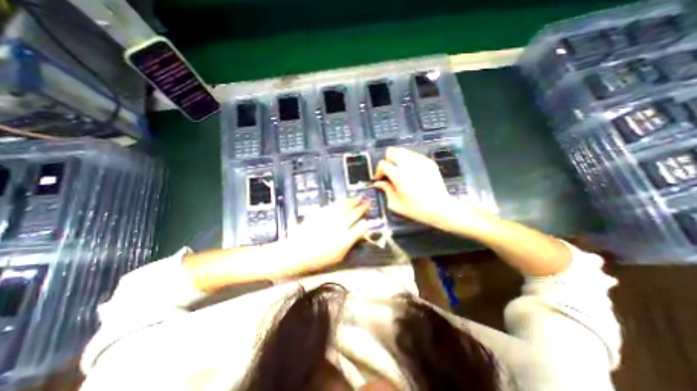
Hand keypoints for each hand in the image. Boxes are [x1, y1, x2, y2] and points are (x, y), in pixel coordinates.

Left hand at [286, 199, 369, 271]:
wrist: (296, 252)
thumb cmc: (318, 259)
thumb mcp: (338, 257)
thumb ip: (351, 245)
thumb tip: (360, 236)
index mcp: (345, 239)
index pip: (361, 227)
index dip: (366, 223)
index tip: (368, 220)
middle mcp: (340, 226)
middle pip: (355, 213)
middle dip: (363, 207)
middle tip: (368, 203)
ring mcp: (330, 218)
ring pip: (345, 206)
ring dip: (354, 201)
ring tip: (359, 197)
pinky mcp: (321, 213)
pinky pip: (334, 205)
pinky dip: (342, 201)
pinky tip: (345, 199)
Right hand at [373, 146, 455, 225]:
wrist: (440, 208)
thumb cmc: (415, 209)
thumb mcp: (395, 204)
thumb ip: (385, 190)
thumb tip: (378, 183)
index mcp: (398, 175)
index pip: (383, 164)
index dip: (378, 171)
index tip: (379, 179)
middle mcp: (408, 164)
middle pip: (392, 151)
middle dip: (388, 160)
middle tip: (390, 172)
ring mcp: (420, 161)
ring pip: (403, 151)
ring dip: (398, 159)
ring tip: (400, 171)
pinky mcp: (428, 162)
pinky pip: (414, 155)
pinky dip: (409, 161)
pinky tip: (412, 172)